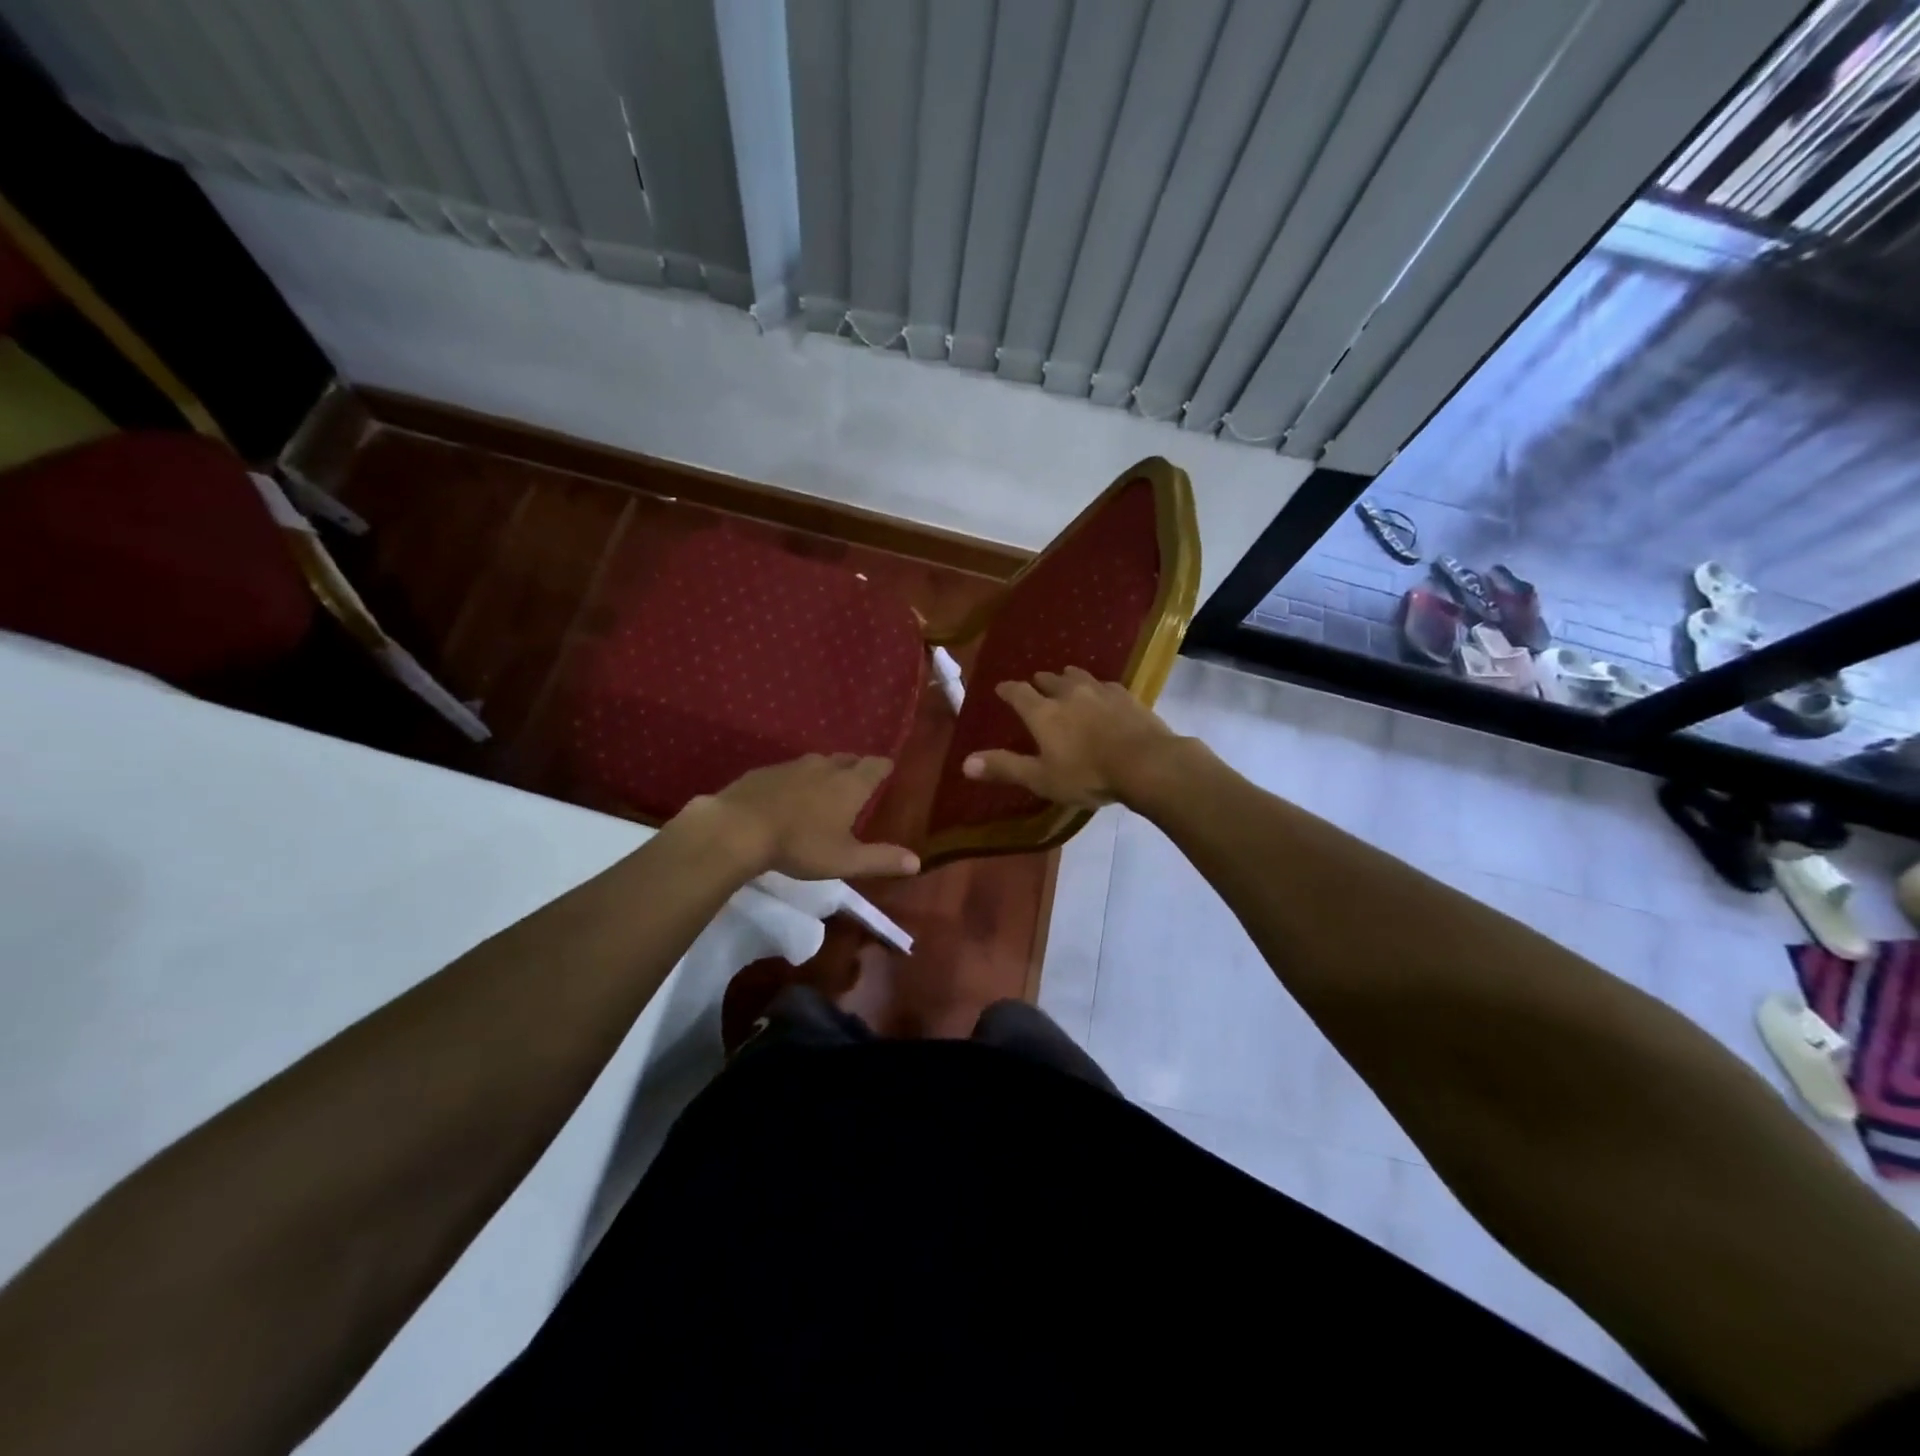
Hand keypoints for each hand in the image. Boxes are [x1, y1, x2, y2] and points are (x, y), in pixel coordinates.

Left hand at [677, 754, 919, 880]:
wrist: (738, 829)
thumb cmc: (800, 844)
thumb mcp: (845, 859)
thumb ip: (881, 859)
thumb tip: (917, 862)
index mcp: (849, 784)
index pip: (876, 766)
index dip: (884, 768)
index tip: (888, 771)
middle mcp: (824, 767)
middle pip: (847, 759)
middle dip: (856, 767)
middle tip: (858, 781)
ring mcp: (792, 766)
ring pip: (817, 763)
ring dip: (825, 772)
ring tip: (825, 789)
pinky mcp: (764, 772)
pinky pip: (788, 772)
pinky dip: (795, 781)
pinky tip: (787, 797)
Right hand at [961, 667, 1179, 808]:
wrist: (1146, 764)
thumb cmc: (1088, 774)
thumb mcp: (1041, 778)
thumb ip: (1004, 767)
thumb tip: (964, 763)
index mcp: (1043, 712)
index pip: (1017, 692)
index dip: (1007, 690)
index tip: (1001, 689)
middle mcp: (1069, 693)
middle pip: (1048, 679)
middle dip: (1038, 682)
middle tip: (1035, 685)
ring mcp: (1100, 691)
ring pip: (1078, 675)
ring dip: (1067, 677)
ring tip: (1065, 680)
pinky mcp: (1126, 695)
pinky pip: (1105, 684)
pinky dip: (1096, 687)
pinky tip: (1102, 694)